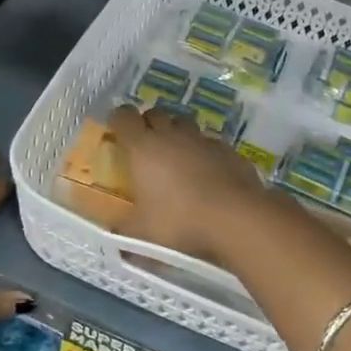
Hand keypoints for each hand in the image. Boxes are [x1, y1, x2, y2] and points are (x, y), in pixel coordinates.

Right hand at [105, 103, 269, 263]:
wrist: (237, 218)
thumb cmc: (179, 221)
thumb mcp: (142, 234)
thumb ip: (124, 231)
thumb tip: (113, 237)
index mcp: (143, 147)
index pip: (123, 117)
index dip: (118, 121)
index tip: (116, 134)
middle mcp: (172, 135)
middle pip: (155, 113)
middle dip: (148, 124)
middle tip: (146, 147)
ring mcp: (203, 140)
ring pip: (185, 125)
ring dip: (177, 135)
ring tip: (177, 159)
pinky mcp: (229, 150)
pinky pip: (210, 144)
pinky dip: (203, 153)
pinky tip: (207, 174)